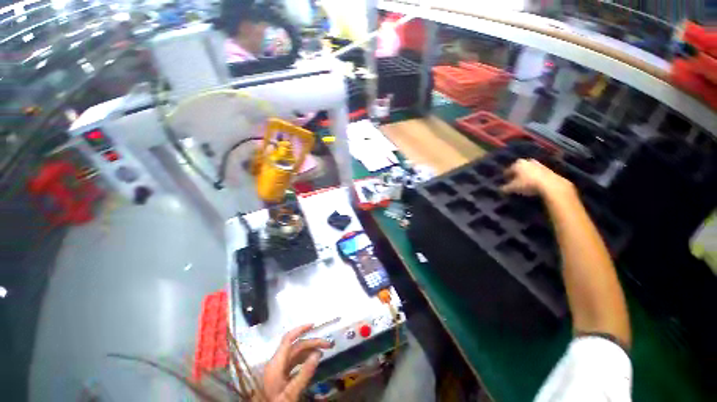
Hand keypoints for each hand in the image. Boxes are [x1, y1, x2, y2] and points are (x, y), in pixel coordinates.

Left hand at [261, 324, 331, 401]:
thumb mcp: (291, 393)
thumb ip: (304, 373)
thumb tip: (318, 353)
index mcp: (275, 363)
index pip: (288, 339)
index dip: (300, 329)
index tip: (314, 325)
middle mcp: (276, 362)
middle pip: (296, 346)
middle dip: (312, 343)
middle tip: (328, 345)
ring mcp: (278, 369)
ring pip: (296, 353)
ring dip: (310, 350)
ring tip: (323, 352)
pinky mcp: (280, 376)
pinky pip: (294, 362)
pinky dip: (305, 359)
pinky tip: (313, 361)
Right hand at [501, 159, 573, 196]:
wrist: (550, 184)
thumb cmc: (527, 184)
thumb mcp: (512, 188)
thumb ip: (504, 188)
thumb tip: (499, 189)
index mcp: (517, 164)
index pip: (507, 170)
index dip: (505, 177)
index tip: (504, 183)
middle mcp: (527, 161)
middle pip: (518, 169)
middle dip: (516, 174)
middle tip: (514, 182)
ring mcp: (538, 164)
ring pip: (528, 170)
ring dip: (525, 175)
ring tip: (524, 183)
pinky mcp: (547, 169)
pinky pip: (537, 173)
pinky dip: (534, 177)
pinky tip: (533, 184)